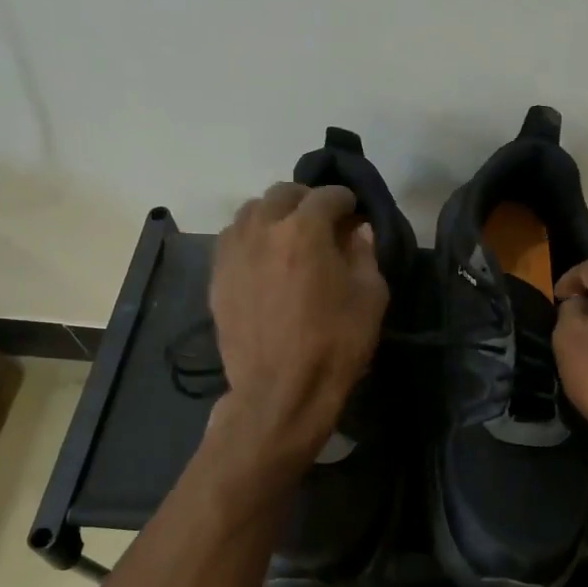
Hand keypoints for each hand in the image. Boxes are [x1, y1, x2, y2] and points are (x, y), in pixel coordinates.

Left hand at [210, 183, 388, 463]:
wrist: (280, 392)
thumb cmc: (334, 345)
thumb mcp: (370, 298)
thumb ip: (365, 254)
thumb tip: (356, 232)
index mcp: (304, 230)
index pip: (327, 196)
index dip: (346, 200)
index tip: (354, 213)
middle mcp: (263, 229)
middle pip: (282, 194)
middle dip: (306, 201)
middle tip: (322, 222)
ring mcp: (233, 252)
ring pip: (251, 212)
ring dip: (274, 215)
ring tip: (289, 237)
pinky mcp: (217, 277)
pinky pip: (232, 240)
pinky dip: (251, 238)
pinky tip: (264, 259)